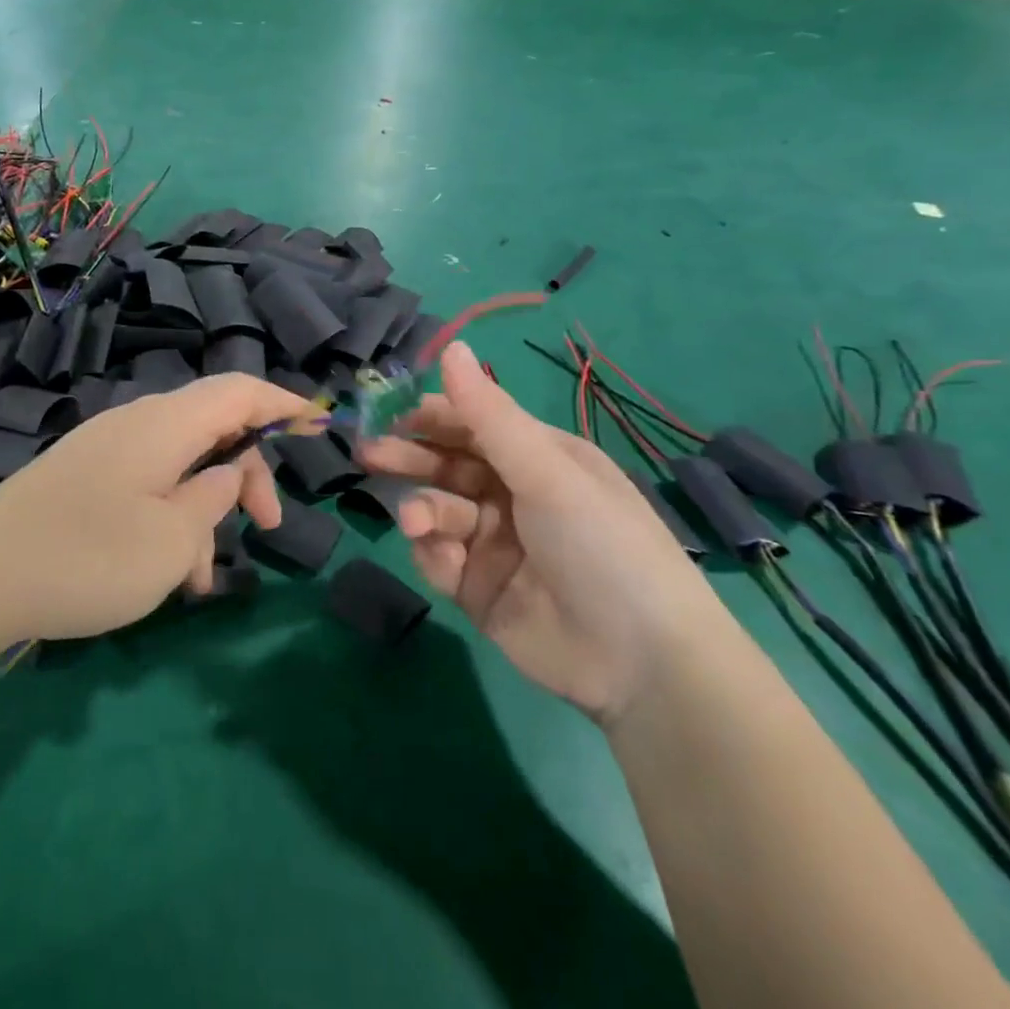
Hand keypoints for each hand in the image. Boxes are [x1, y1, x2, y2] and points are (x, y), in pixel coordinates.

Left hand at [0, 375, 318, 647]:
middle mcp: (136, 424)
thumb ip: (214, 499)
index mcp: (165, 423)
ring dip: (205, 512)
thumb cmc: (88, 557)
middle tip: (267, 528)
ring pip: (180, 465)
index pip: (239, 390)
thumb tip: (227, 474)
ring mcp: (105, 450)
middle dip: (248, 474)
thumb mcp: (173, 539)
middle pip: (213, 428)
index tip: (319, 426)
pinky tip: (164, 575)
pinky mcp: (83, 479)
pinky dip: (169, 519)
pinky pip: (146, 485)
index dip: (283, 402)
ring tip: (202, 580)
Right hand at [360, 341, 725, 724]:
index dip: (433, 416)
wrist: (641, 663)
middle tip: (368, 454)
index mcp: (538, 459)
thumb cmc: (600, 543)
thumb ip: (488, 414)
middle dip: (410, 458)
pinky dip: (433, 553)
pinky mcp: (477, 588)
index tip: (390, 411)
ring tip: (414, 521)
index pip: (473, 424)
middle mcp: (514, 495)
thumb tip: (451, 346)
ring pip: (437, 511)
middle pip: (447, 465)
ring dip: (421, 509)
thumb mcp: (546, 471)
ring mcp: (494, 544)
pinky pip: (439, 558)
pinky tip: (441, 558)